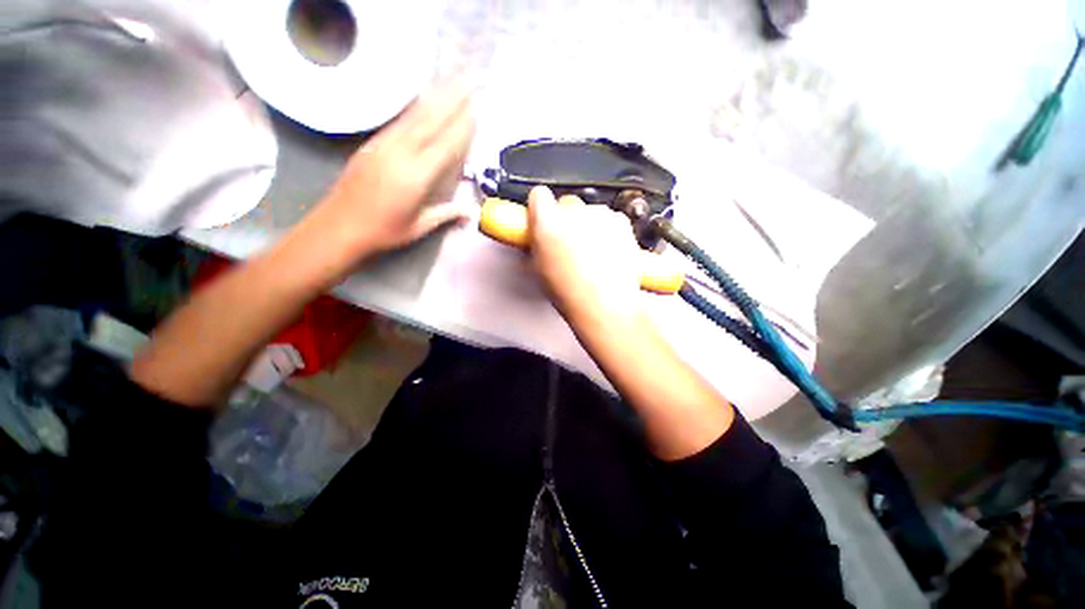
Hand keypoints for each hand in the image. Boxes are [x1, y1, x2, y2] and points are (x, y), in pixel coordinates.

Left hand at [315, 82, 476, 257]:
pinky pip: (398, 121)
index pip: (445, 146)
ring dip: (433, 98)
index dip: (461, 127)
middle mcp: (400, 155)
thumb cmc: (383, 231)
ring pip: (413, 116)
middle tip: (468, 83)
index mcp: (415, 177)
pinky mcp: (372, 144)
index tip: (476, 110)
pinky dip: (414, 108)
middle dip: (450, 101)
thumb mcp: (419, 227)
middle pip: (429, 121)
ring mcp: (383, 146)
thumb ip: (446, 214)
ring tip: (450, 82)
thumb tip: (471, 212)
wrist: (339, 226)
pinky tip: (422, 101)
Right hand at [527, 186, 642, 323]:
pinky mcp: (621, 221)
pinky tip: (608, 252)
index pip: (539, 195)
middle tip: (569, 242)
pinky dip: (607, 230)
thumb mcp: (539, 268)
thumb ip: (537, 242)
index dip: (541, 207)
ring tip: (591, 253)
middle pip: (567, 203)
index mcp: (547, 222)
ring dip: (588, 226)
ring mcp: (600, 214)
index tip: (543, 217)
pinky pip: (610, 220)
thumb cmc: (569, 292)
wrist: (605, 304)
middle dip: (566, 219)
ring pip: (590, 212)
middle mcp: (574, 211)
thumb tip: (539, 234)